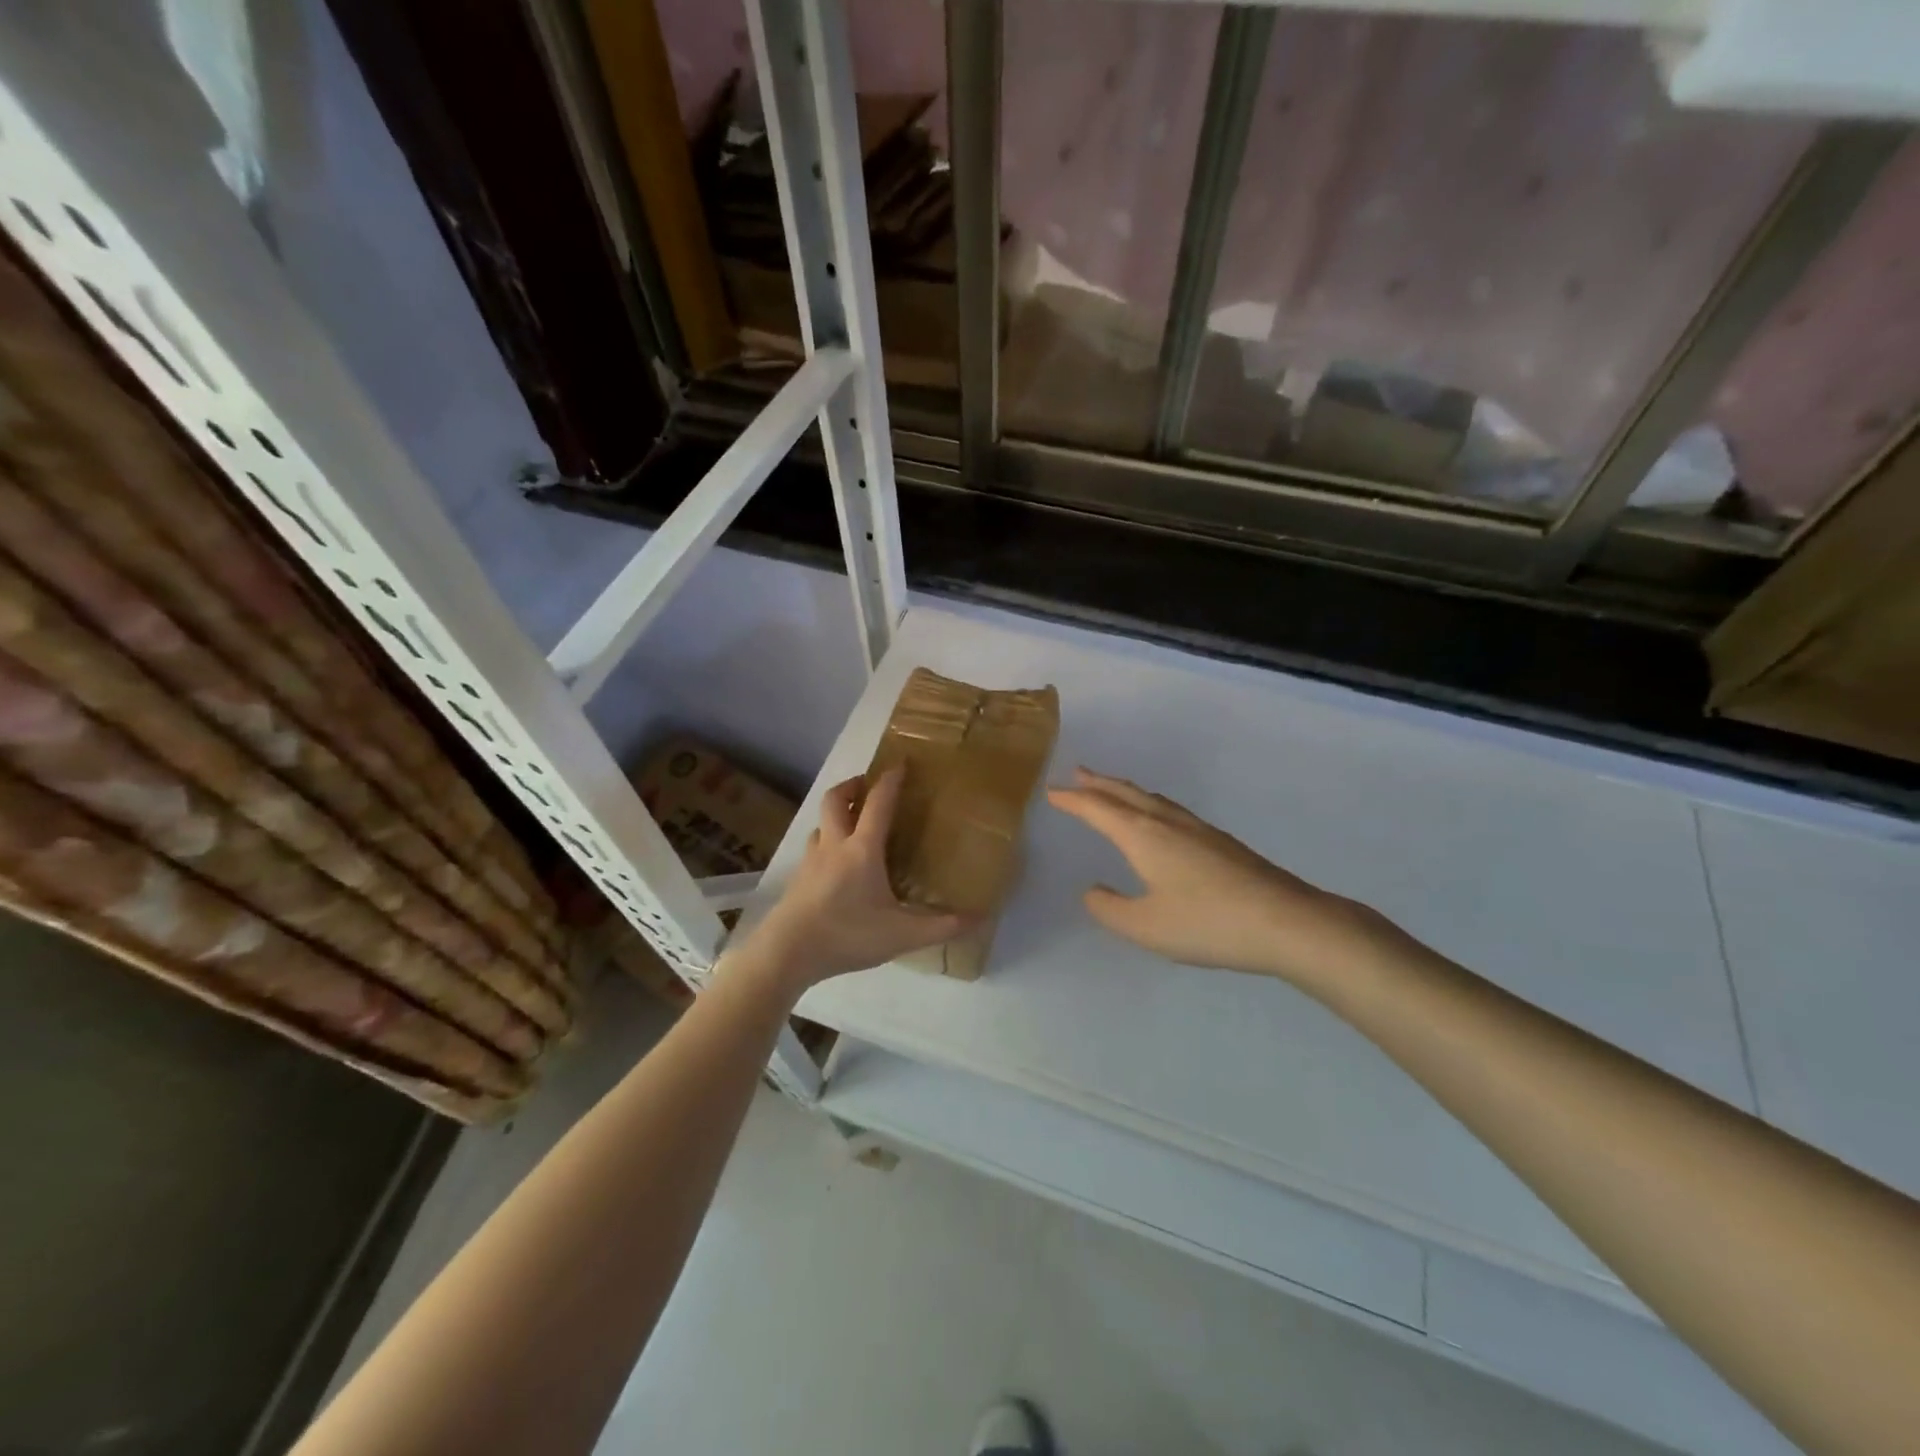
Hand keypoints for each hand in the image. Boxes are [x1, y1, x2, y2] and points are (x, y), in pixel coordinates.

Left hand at [745, 767, 969, 994]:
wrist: (787, 953)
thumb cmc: (848, 935)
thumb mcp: (902, 935)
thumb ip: (941, 926)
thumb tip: (980, 918)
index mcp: (863, 850)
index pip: (878, 803)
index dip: (890, 781)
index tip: (900, 764)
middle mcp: (834, 846)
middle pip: (835, 800)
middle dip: (851, 786)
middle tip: (867, 786)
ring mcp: (811, 861)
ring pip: (820, 824)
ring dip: (835, 815)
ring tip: (851, 824)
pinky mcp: (797, 880)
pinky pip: (812, 849)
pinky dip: (825, 843)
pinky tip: (834, 865)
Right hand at [1047, 767, 1398, 987]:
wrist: (1286, 922)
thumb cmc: (1207, 923)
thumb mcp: (1145, 927)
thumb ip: (1110, 909)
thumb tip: (1092, 891)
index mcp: (1143, 836)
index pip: (1099, 809)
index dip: (1073, 800)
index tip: (1052, 792)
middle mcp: (1168, 823)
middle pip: (1127, 793)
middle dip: (1099, 784)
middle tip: (1078, 773)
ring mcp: (1198, 829)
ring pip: (1152, 799)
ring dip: (1126, 791)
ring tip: (1112, 790)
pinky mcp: (1220, 842)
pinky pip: (1171, 810)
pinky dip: (1150, 804)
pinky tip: (1159, 821)